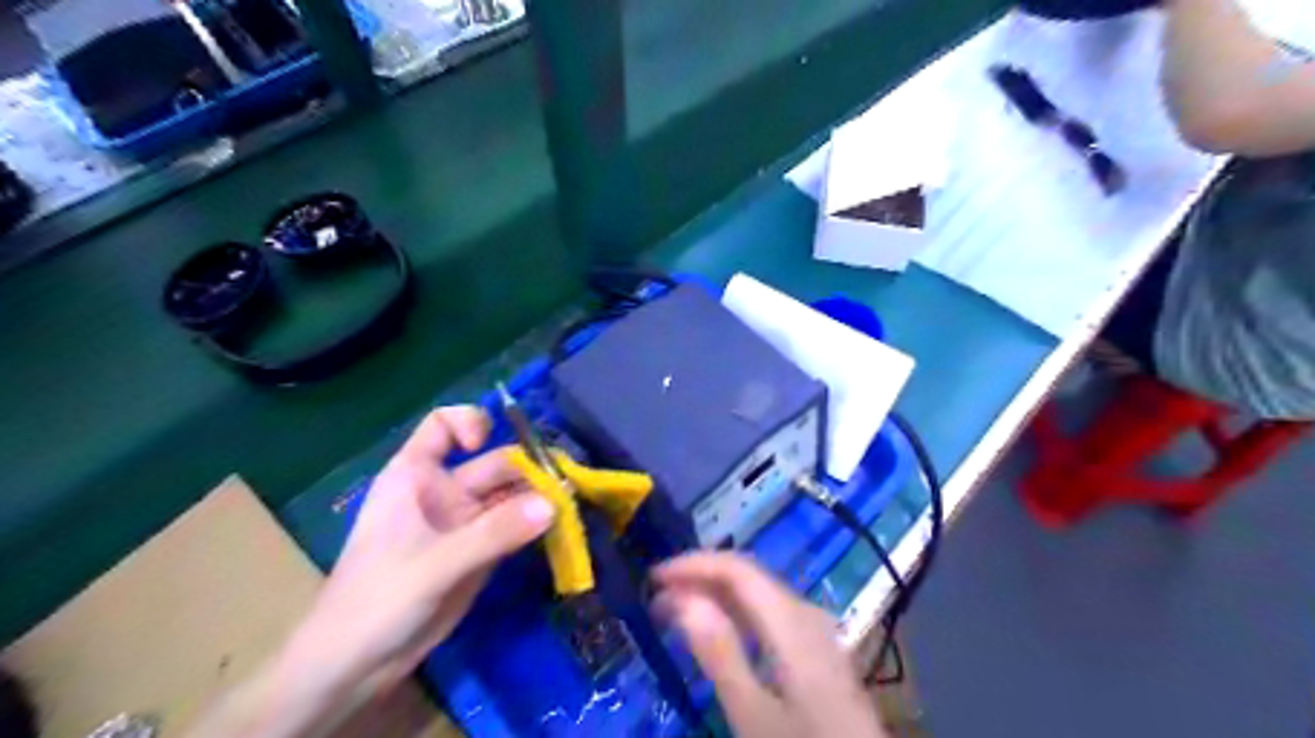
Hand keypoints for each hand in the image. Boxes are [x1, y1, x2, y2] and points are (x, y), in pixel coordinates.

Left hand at [187, 405, 551, 735]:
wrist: (355, 667)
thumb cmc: (378, 600)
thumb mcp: (436, 562)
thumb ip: (495, 532)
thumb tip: (553, 504)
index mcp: (416, 475)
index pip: (443, 425)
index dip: (470, 423)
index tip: (486, 444)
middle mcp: (444, 491)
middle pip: (494, 463)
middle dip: (530, 469)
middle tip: (566, 485)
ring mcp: (464, 522)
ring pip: (511, 496)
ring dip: (540, 498)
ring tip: (573, 505)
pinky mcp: (481, 552)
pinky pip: (515, 527)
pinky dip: (538, 526)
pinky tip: (562, 529)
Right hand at [656, 554, 888, 737]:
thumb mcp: (754, 714)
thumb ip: (719, 653)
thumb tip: (682, 599)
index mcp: (791, 620)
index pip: (737, 568)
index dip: (693, 564)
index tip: (653, 578)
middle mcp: (805, 612)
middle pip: (748, 576)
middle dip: (700, 578)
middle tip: (657, 599)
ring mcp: (815, 629)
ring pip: (758, 593)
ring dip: (715, 595)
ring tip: (677, 613)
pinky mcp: (817, 648)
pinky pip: (769, 613)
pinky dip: (736, 613)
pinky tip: (719, 632)